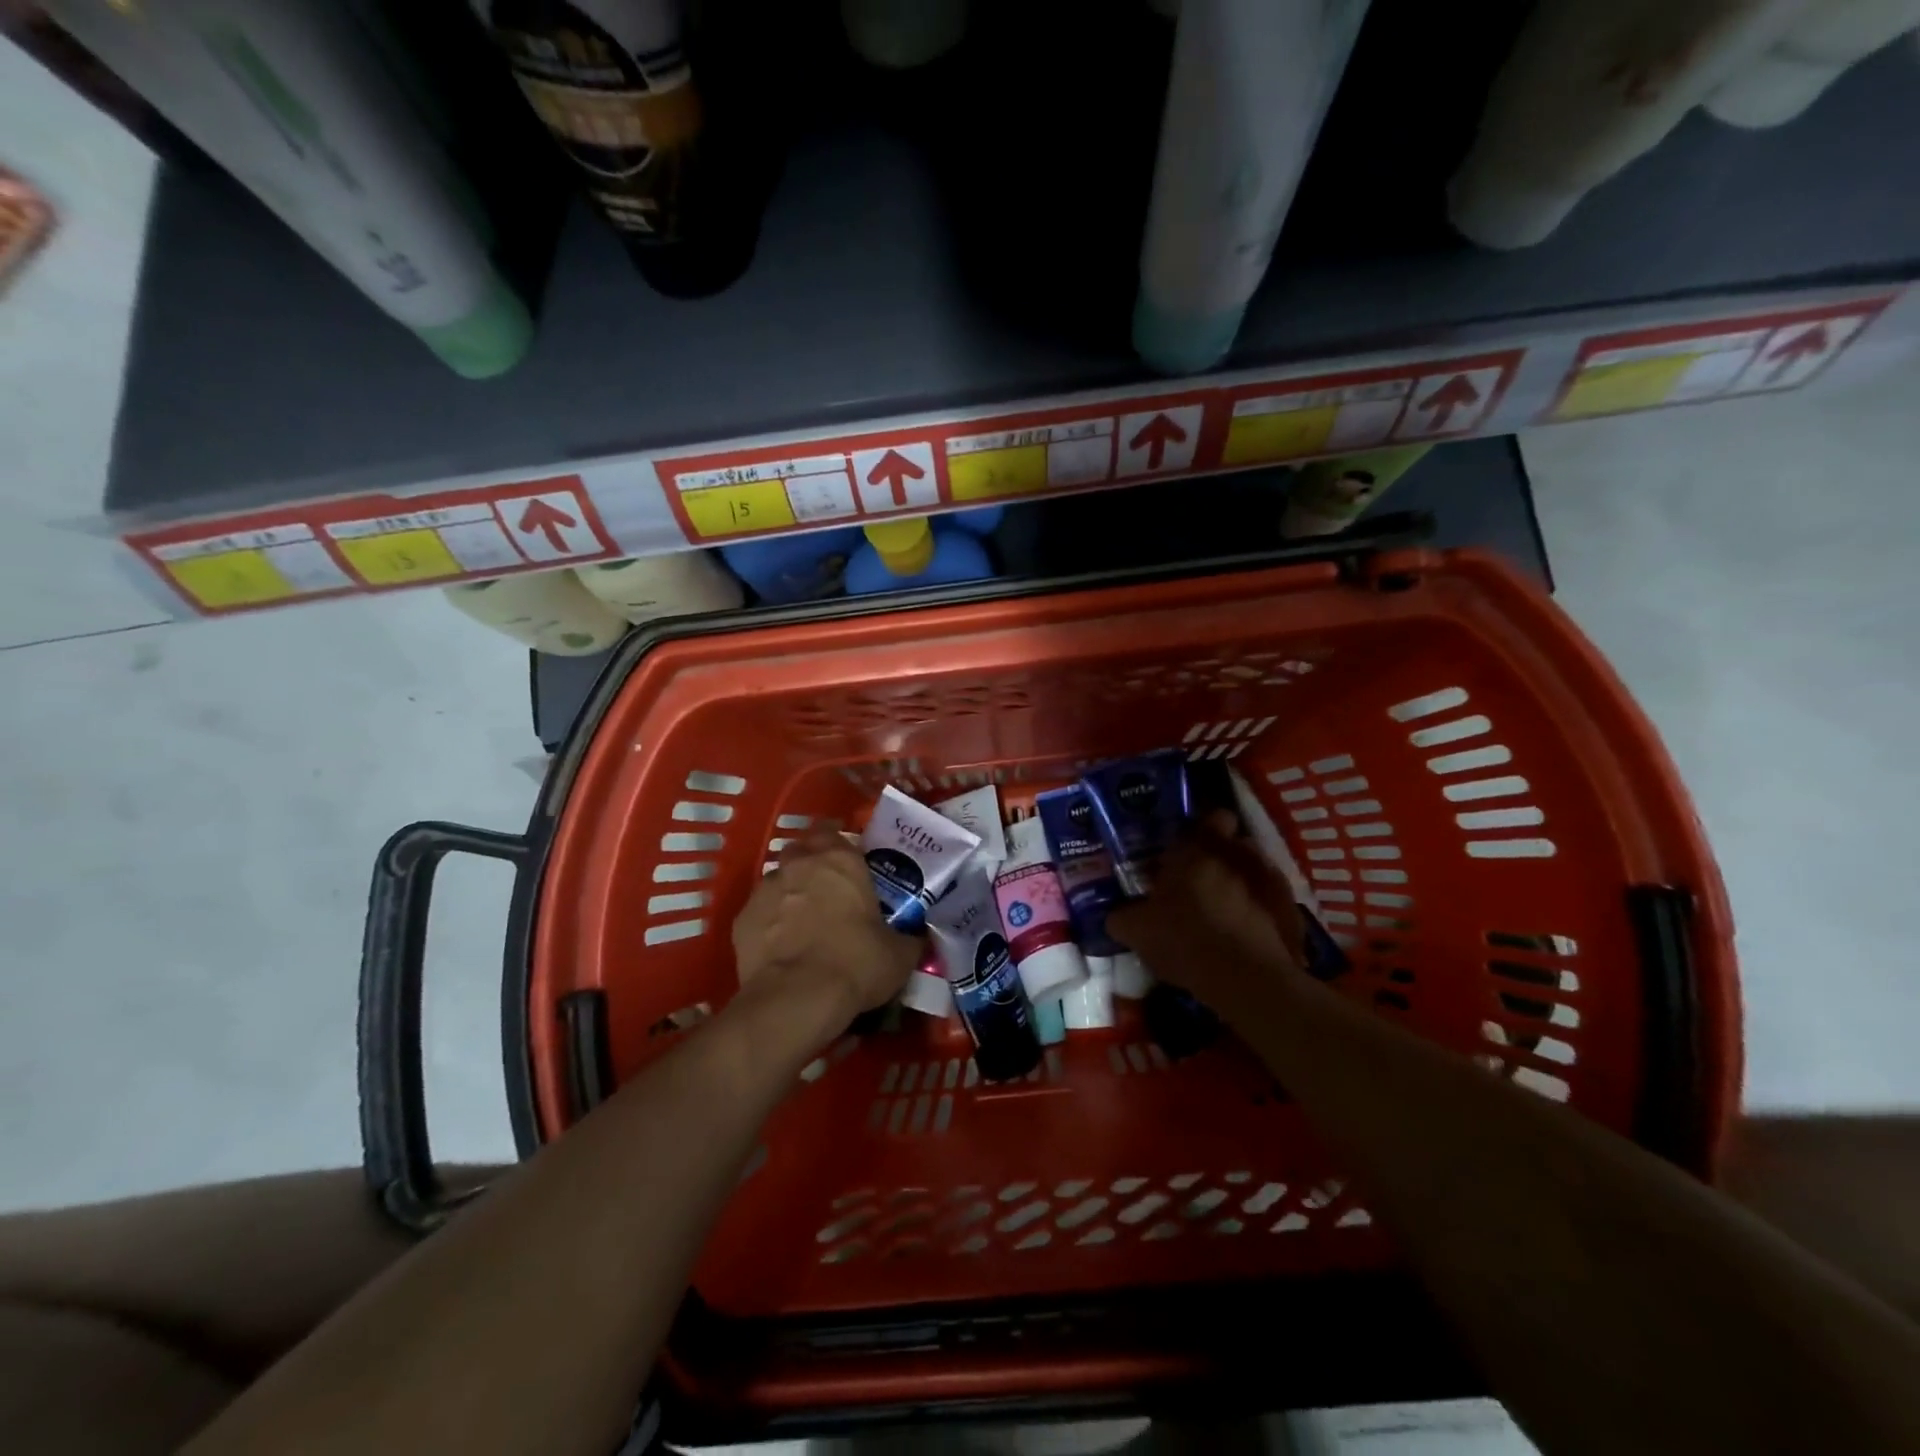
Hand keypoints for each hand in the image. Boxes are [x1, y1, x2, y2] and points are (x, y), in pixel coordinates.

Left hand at [730, 831, 918, 1038]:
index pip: (832, 830)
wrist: (796, 999)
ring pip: (778, 880)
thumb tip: (915, 936)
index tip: (848, 859)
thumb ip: (908, 936)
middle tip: (828, 888)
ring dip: (790, 892)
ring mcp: (766, 890)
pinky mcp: (742, 919)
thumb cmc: (855, 964)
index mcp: (840, 860)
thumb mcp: (900, 954)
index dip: (838, 841)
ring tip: (803, 921)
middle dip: (811, 862)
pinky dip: (769, 922)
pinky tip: (781, 945)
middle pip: (801, 849)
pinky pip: (759, 912)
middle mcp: (800, 864)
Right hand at [1107, 811, 1308, 1030]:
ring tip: (1227, 912)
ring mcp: (1270, 879)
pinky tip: (1247, 936)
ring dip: (1242, 883)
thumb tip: (1115, 916)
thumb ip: (1122, 916)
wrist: (1247, 979)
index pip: (1212, 816)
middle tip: (1201, 883)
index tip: (1190, 847)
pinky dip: (1261, 912)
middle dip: (1220, 859)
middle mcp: (1237, 853)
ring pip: (1254, 870)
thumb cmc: (1184, 939)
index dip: (1205, 827)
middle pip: (1233, 843)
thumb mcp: (1136, 931)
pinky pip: (1272, 901)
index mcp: (1198, 849)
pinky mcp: (1292, 909)